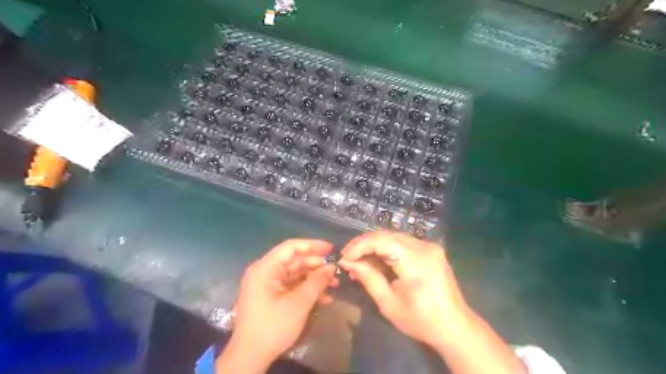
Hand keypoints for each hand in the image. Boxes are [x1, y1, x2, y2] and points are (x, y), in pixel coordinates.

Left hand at [229, 238, 338, 365]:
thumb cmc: (273, 326)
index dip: (312, 246)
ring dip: (314, 279)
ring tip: (334, 285)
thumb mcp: (299, 303)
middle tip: (335, 271)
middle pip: (294, 261)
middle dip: (316, 265)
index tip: (331, 249)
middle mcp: (265, 272)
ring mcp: (268, 284)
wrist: (250, 357)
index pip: (291, 247)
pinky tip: (324, 298)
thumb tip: (331, 267)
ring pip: (295, 274)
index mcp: (265, 268)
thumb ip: (316, 282)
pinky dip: (307, 289)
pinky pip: (292, 286)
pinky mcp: (271, 296)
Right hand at [338, 230, 466, 348]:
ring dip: (374, 245)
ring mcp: (429, 246)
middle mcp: (424, 246)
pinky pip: (402, 242)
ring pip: (393, 236)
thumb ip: (368, 278)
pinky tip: (376, 260)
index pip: (381, 240)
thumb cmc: (421, 321)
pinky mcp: (430, 249)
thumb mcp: (389, 304)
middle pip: (386, 235)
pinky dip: (386, 248)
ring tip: (358, 260)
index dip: (359, 246)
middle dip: (363, 244)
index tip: (344, 258)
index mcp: (416, 261)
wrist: (455, 327)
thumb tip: (348, 263)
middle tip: (348, 258)